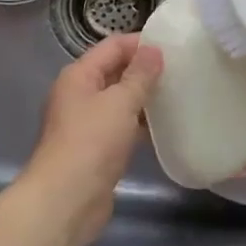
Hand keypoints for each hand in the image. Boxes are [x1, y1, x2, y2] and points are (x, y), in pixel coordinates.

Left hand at [22, 33, 162, 245]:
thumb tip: (154, 50)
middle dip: (145, 70)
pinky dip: (139, 124)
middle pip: (115, 71)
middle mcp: (79, 94)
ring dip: (144, 98)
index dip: (141, 43)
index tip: (173, 47)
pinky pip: (121, 126)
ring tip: (177, 95)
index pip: (113, 46)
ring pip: (119, 100)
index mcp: (79, 75)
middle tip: (180, 71)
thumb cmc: (91, 142)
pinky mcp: (95, 150)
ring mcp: (86, 123)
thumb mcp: (120, 102)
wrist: (65, 202)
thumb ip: (140, 75)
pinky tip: (164, 127)